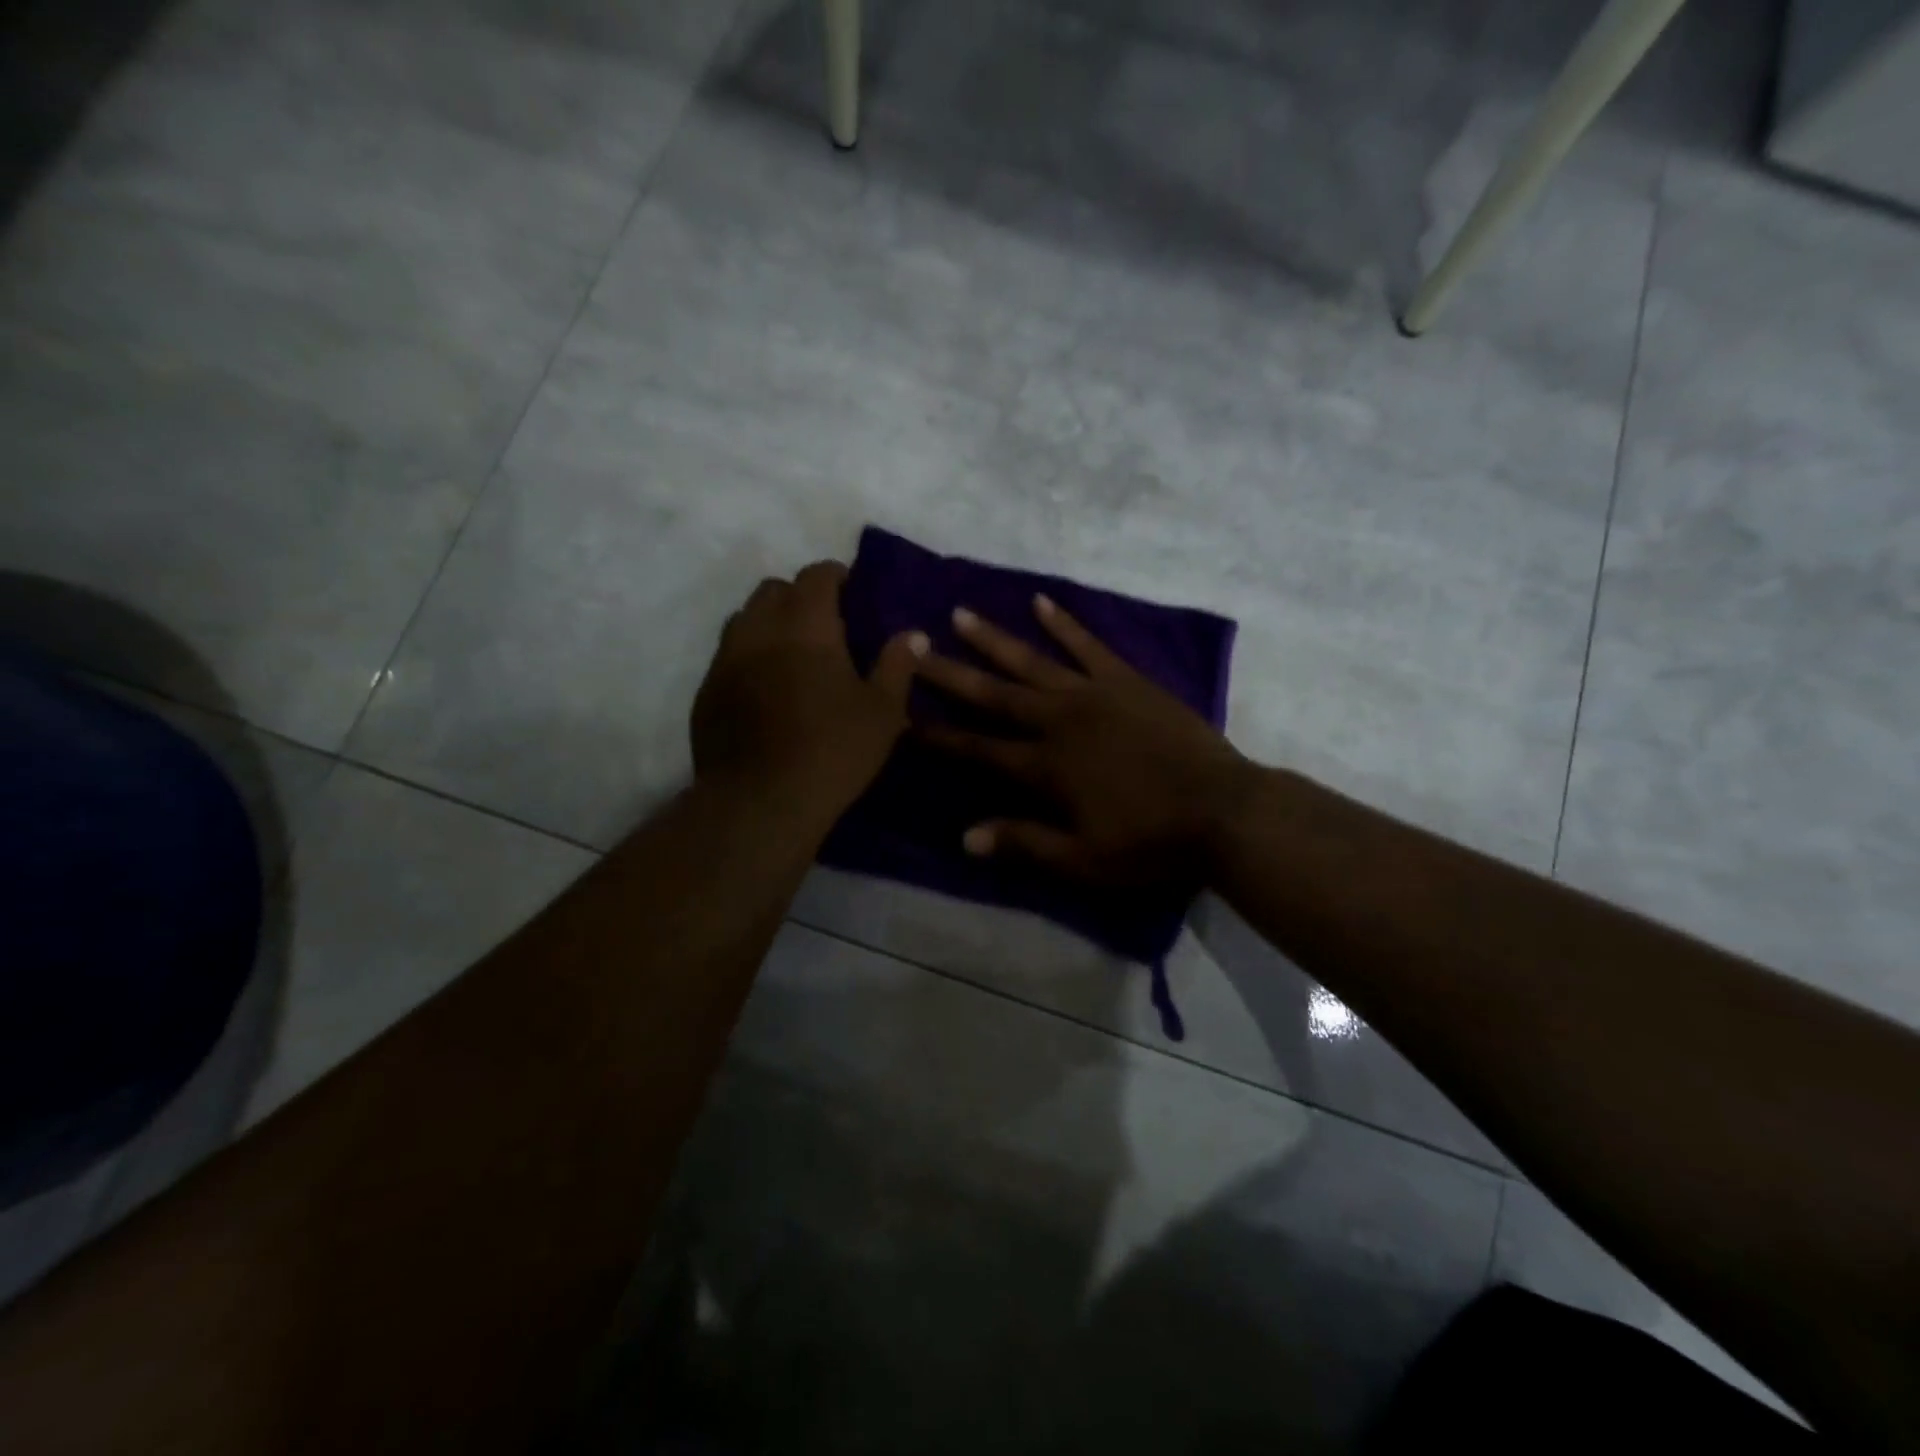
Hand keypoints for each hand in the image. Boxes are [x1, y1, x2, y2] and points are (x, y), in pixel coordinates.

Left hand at [691, 562, 926, 823]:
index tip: (850, 589)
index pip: (816, 576)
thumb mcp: (882, 712)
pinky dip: (747, 657)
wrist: (761, 802)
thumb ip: (898, 666)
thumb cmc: (832, 750)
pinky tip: (764, 689)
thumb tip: (914, 635)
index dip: (834, 575)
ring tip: (790, 652)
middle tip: (823, 624)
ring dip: (768, 623)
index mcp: (805, 625)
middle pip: (773, 590)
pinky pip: (727, 657)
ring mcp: (725, 660)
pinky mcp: (706, 692)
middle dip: (798, 596)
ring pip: (744, 620)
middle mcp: (759, 630)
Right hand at [915, 594, 1251, 885]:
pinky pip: (1088, 645)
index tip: (904, 717)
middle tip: (914, 649)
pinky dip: (1064, 623)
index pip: (979, 750)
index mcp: (1046, 768)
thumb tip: (965, 837)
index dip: (941, 737)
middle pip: (995, 695)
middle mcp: (1060, 721)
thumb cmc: (1151, 842)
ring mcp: (1094, 694)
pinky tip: (1041, 602)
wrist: (1223, 810)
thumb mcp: (1083, 860)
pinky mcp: (1127, 680)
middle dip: (951, 674)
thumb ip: (1024, 843)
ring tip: (961, 614)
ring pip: (1033, 661)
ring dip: (994, 639)